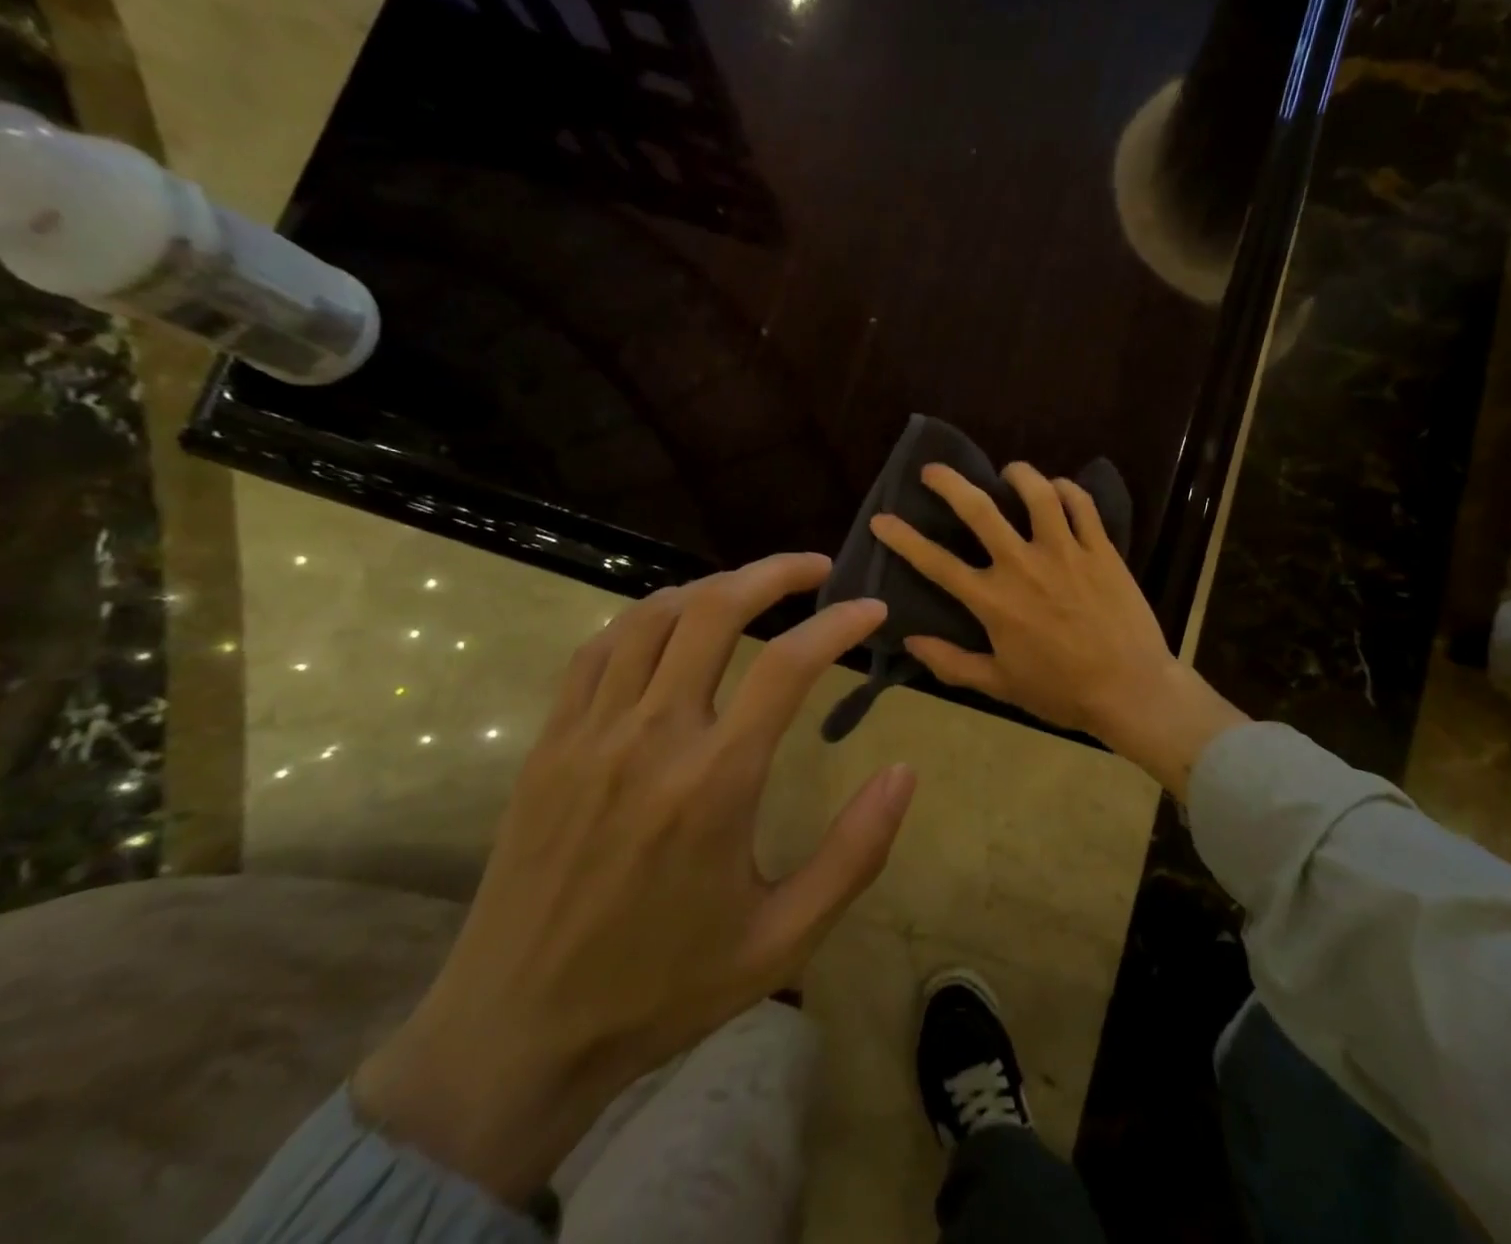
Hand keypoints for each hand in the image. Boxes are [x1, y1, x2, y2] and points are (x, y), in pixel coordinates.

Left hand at [352, 554, 915, 1203]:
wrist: (515, 1033)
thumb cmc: (663, 987)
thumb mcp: (782, 938)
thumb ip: (854, 852)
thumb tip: (904, 772)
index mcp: (714, 782)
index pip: (788, 665)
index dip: (839, 624)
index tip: (872, 609)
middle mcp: (651, 737)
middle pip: (714, 611)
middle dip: (774, 574)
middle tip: (816, 568)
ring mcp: (589, 733)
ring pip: (653, 617)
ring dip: (711, 586)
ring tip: (752, 588)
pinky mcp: (549, 743)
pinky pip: (599, 649)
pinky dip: (646, 616)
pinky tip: (672, 622)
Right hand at [870, 463, 1244, 797]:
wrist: (1131, 690)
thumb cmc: (1061, 691)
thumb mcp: (1000, 685)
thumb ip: (952, 663)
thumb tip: (910, 641)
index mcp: (994, 601)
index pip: (936, 563)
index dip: (903, 539)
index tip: (882, 519)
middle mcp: (1024, 566)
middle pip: (980, 510)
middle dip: (949, 483)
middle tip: (933, 470)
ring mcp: (1065, 552)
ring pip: (1037, 494)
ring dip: (1018, 475)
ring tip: (1008, 472)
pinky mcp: (1101, 549)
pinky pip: (1082, 506)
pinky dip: (1067, 489)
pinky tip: (1058, 488)